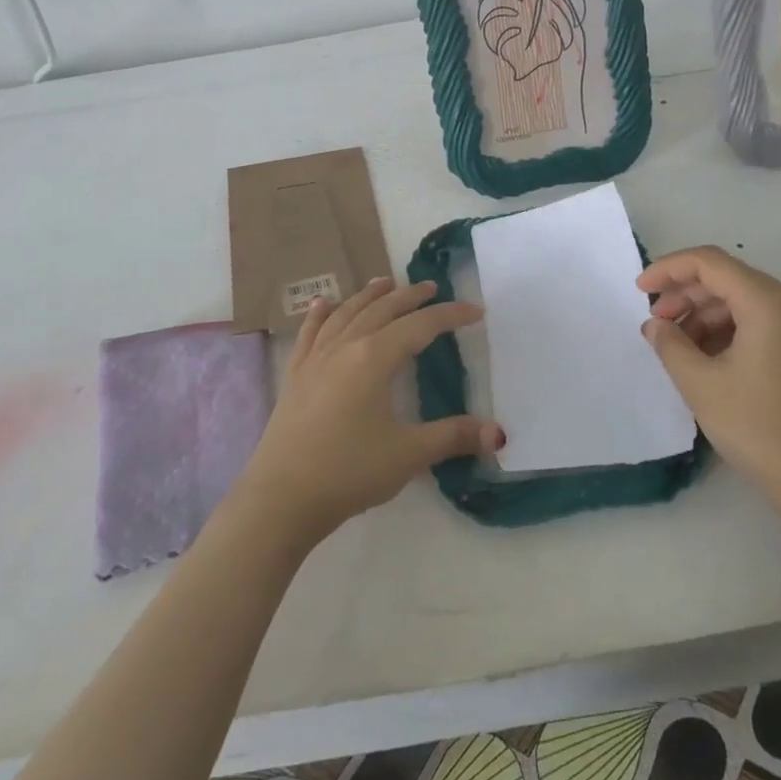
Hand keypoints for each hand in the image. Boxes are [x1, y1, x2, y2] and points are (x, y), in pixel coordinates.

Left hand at [234, 278, 503, 542]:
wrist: (281, 497)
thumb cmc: (349, 471)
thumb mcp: (409, 454)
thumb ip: (454, 437)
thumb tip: (499, 433)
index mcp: (375, 358)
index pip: (420, 326)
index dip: (449, 315)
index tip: (475, 310)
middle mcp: (345, 347)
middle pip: (382, 310)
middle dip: (410, 296)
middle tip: (431, 287)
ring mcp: (315, 358)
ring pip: (346, 314)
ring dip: (368, 296)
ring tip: (385, 283)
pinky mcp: (295, 375)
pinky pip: (309, 333)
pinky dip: (320, 314)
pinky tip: (322, 304)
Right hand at [637, 246, 780, 520]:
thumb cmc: (760, 429)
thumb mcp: (701, 385)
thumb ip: (670, 344)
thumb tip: (655, 325)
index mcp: (770, 304)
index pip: (711, 263)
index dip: (669, 269)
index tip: (638, 290)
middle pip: (729, 278)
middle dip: (685, 293)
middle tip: (655, 322)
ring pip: (743, 301)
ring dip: (704, 314)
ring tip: (676, 346)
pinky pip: (760, 323)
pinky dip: (727, 331)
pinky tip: (705, 358)